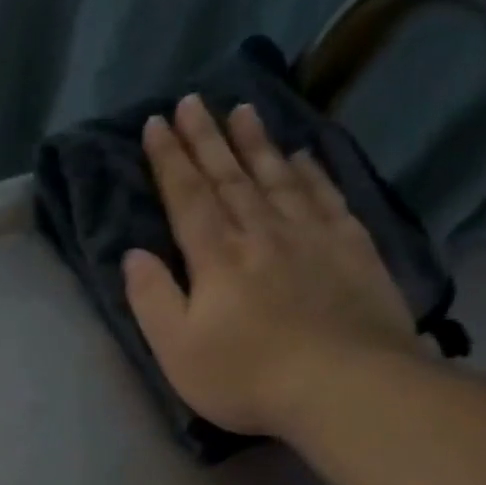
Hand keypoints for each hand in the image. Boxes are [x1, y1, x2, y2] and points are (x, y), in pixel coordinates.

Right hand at [121, 95, 419, 437]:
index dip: (170, 160)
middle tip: (194, 101)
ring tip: (244, 109)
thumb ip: (152, 298)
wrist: (342, 384)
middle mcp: (262, 232)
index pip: (187, 197)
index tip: (157, 123)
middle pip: (230, 176)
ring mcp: (312, 235)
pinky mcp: (351, 248)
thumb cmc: (244, 375)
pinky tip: (303, 154)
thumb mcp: (176, 348)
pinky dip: (311, 170)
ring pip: (278, 177)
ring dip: (256, 142)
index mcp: (216, 257)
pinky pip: (326, 195)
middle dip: (208, 138)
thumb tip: (134, 253)